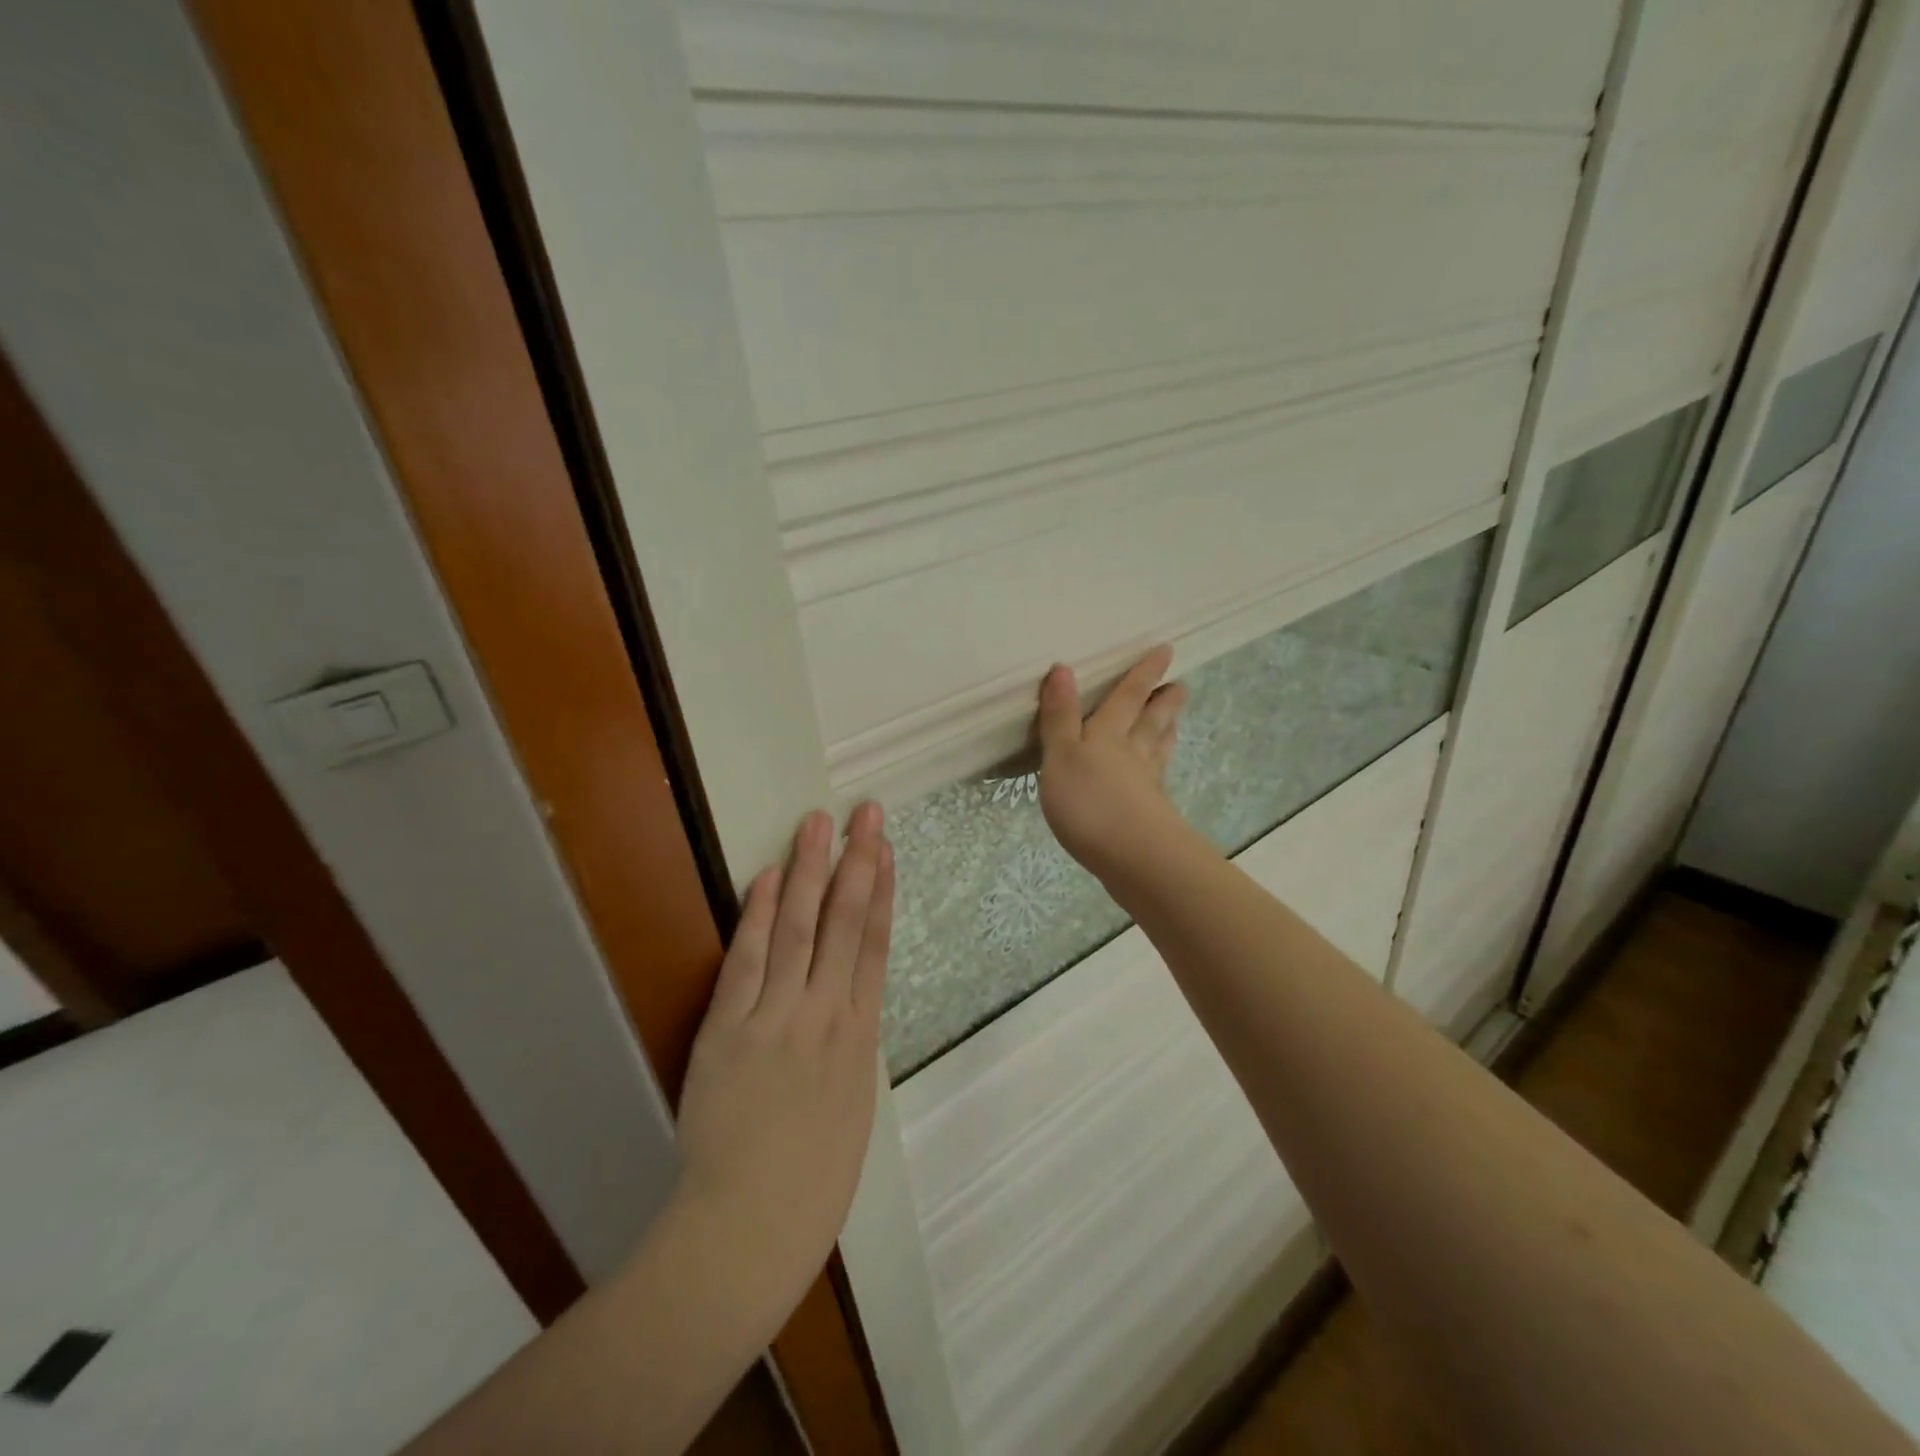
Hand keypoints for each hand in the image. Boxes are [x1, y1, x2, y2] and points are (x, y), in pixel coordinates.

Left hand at [673, 804, 892, 1298]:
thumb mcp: (852, 1106)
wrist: (751, 1227)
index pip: (875, 944)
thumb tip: (847, 1002)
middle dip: (855, 862)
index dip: (881, 890)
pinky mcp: (729, 1029)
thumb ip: (849, 1046)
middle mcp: (825, 1014)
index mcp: (860, 1036)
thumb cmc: (812, 1178)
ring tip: (818, 824)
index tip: (884, 848)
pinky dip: (756, 916)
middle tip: (864, 812)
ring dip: (808, 872)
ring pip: (798, 929)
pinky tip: (766, 877)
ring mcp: (777, 1017)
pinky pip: (747, 961)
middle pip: (843, 923)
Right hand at [1037, 646, 1190, 883]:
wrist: (1133, 857)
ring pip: (1157, 750)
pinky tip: (1157, 777)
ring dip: (1165, 732)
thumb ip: (1060, 716)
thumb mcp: (1062, 755)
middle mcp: (1132, 754)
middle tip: (1181, 685)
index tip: (1165, 651)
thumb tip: (1063, 668)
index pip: (1128, 697)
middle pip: (1150, 721)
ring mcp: (1145, 786)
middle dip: (1163, 702)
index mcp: (1108, 735)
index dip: (1143, 674)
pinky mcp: (1151, 815)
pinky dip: (1158, 770)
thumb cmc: (1090, 801)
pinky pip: (1155, 781)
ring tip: (1174, 721)